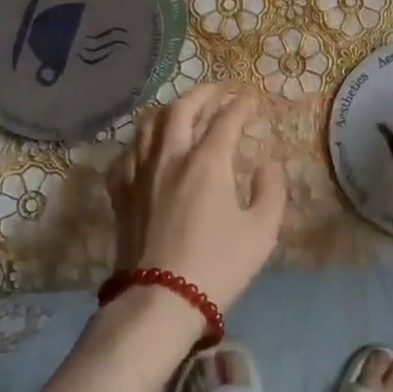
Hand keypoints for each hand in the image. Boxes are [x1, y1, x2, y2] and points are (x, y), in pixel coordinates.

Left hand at [106, 85, 286, 314]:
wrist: (160, 301)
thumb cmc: (218, 265)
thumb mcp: (262, 230)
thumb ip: (271, 190)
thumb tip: (268, 165)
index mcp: (207, 161)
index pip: (226, 119)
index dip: (241, 104)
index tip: (251, 98)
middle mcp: (170, 156)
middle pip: (182, 109)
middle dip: (203, 93)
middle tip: (218, 91)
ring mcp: (140, 173)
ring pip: (149, 124)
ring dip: (170, 109)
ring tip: (183, 109)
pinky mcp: (120, 193)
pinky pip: (126, 154)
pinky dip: (140, 141)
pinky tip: (146, 147)